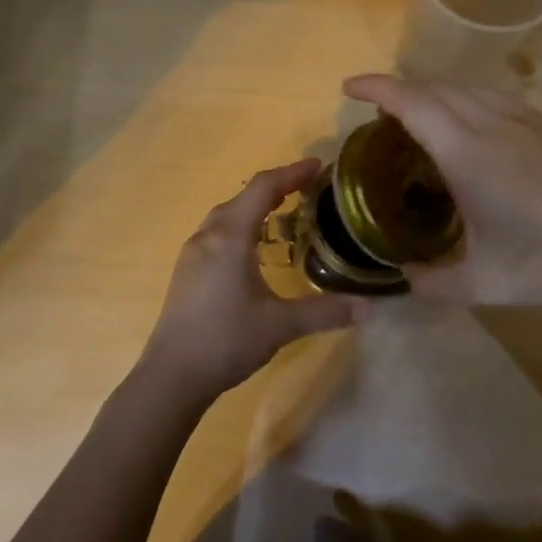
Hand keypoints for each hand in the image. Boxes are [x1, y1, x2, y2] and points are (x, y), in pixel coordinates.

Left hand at [141, 159, 358, 401]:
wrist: (171, 375)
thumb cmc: (226, 340)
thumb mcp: (281, 325)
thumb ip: (325, 312)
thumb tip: (369, 308)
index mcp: (231, 236)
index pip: (263, 188)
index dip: (291, 173)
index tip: (317, 166)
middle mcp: (208, 235)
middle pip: (244, 197)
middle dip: (276, 187)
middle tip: (307, 189)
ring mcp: (193, 252)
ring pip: (227, 214)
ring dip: (255, 206)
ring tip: (284, 212)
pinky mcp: (187, 270)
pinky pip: (217, 232)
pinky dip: (241, 225)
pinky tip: (253, 248)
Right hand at [343, 75, 541, 311]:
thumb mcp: (481, 284)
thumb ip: (431, 282)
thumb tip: (403, 277)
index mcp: (467, 152)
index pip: (410, 102)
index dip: (375, 88)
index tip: (348, 88)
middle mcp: (492, 122)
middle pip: (434, 88)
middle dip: (399, 92)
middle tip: (378, 119)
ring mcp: (525, 120)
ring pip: (465, 88)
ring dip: (432, 94)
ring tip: (418, 120)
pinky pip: (492, 97)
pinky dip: (464, 100)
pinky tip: (468, 128)